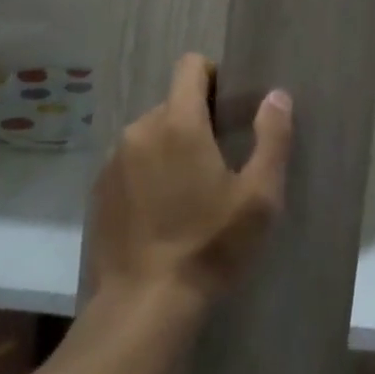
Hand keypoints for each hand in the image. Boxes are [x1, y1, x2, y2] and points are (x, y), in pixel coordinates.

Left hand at [87, 53, 292, 314]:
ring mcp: (113, 160)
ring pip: (150, 133)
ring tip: (189, 191)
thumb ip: (272, 137)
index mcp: (179, 122)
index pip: (190, 66)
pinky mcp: (98, 191)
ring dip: (170, 147)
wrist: (143, 307)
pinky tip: (161, 212)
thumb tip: (276, 95)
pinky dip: (147, 173)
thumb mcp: (259, 196)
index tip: (230, 107)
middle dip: (196, 119)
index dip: (213, 76)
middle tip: (219, 160)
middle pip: (173, 102)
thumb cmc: (209, 246)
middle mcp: (140, 129)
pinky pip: (130, 162)